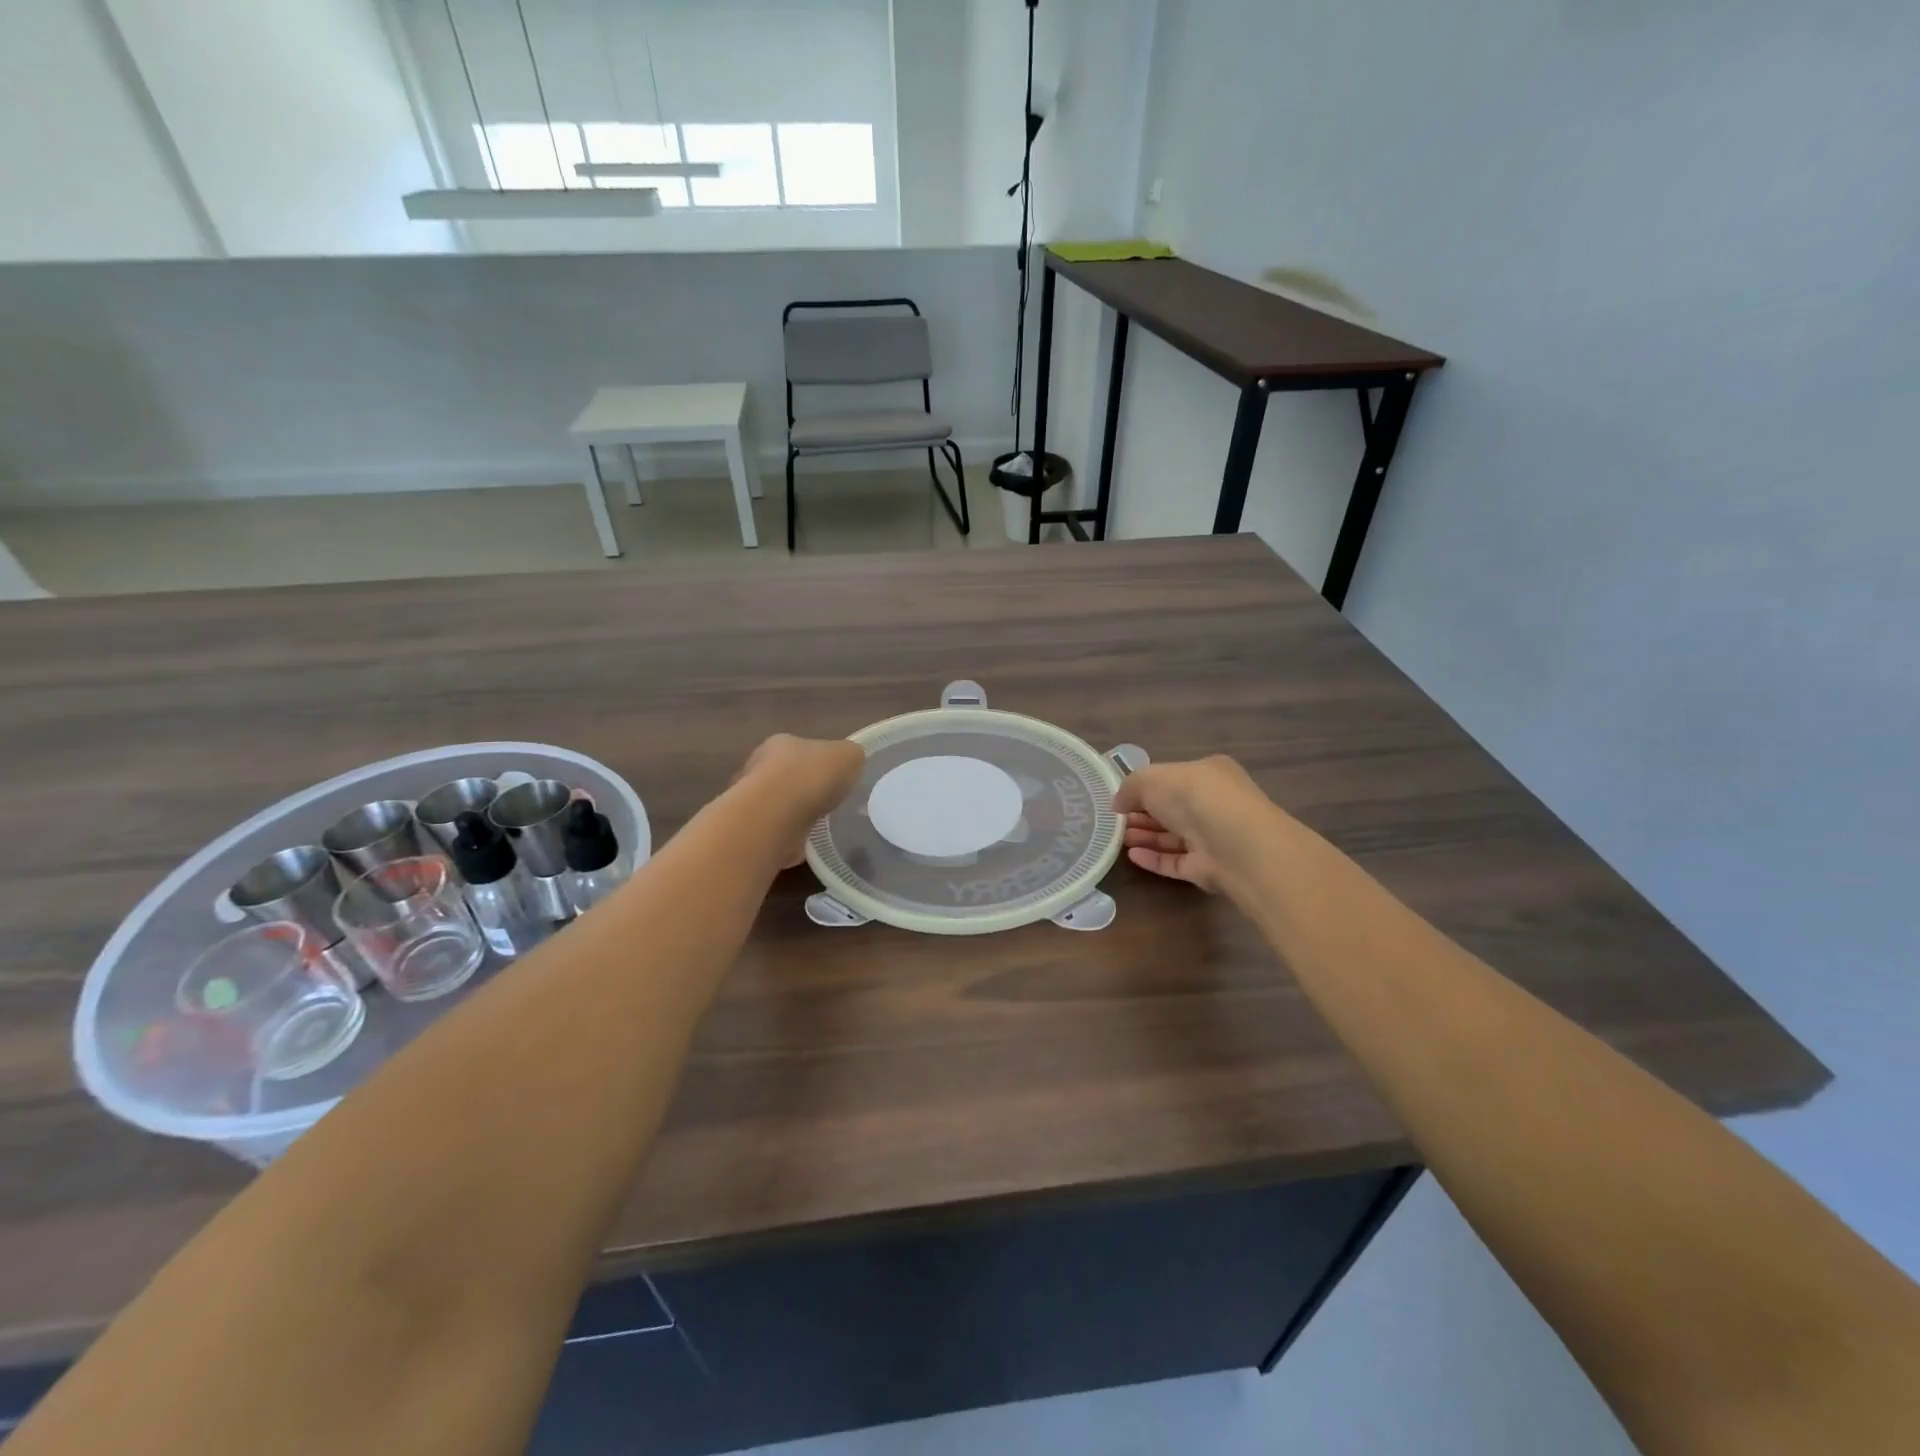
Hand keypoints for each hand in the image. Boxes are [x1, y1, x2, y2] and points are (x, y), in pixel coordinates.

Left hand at [735, 735, 865, 865]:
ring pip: (779, 806)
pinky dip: (790, 838)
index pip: (801, 748)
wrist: (777, 816)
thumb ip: (851, 756)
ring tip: (821, 827)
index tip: (835, 779)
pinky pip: (777, 832)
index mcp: (781, 743)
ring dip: (796, 815)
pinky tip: (807, 844)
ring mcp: (752, 800)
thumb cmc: (812, 776)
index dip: (819, 763)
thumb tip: (850, 763)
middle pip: (788, 777)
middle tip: (829, 804)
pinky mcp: (752, 830)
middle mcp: (760, 767)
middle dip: (805, 789)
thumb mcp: (850, 755)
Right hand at [1113, 756, 1276, 894]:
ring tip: (1118, 839)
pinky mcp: (1209, 868)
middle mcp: (1214, 804)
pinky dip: (1155, 859)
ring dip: (1145, 836)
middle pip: (1172, 810)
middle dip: (1142, 814)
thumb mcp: (1152, 778)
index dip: (1146, 788)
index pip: (1174, 778)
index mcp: (1209, 774)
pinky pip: (1177, 862)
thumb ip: (1131, 787)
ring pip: (1173, 837)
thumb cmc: (1194, 797)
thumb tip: (1118, 803)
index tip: (1121, 798)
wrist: (1234, 843)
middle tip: (1115, 821)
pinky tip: (1132, 856)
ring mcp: (1214, 838)